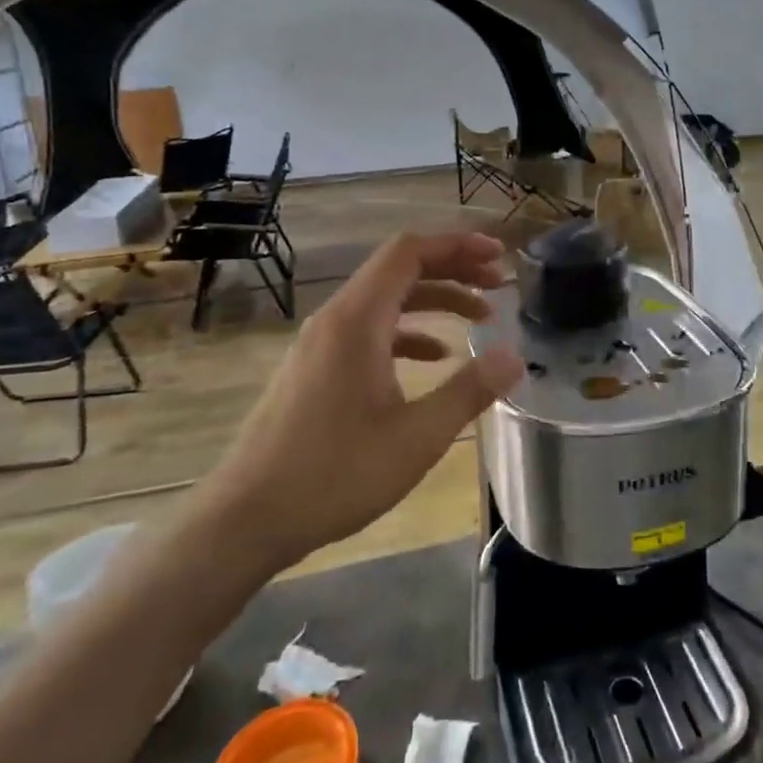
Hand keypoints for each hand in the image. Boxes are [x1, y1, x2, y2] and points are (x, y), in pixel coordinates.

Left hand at [204, 231, 524, 561]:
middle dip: (454, 269)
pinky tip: (435, 358)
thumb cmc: (335, 475)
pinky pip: (369, 330)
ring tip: (480, 318)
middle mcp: (336, 319)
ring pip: (386, 301)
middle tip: (499, 284)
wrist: (248, 518)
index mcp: (357, 320)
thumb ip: (469, 391)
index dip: (458, 245)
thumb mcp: (416, 437)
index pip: (410, 252)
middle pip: (399, 269)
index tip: (500, 256)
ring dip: (434, 301)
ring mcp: (321, 344)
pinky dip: (408, 332)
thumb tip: (514, 356)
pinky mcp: (316, 368)